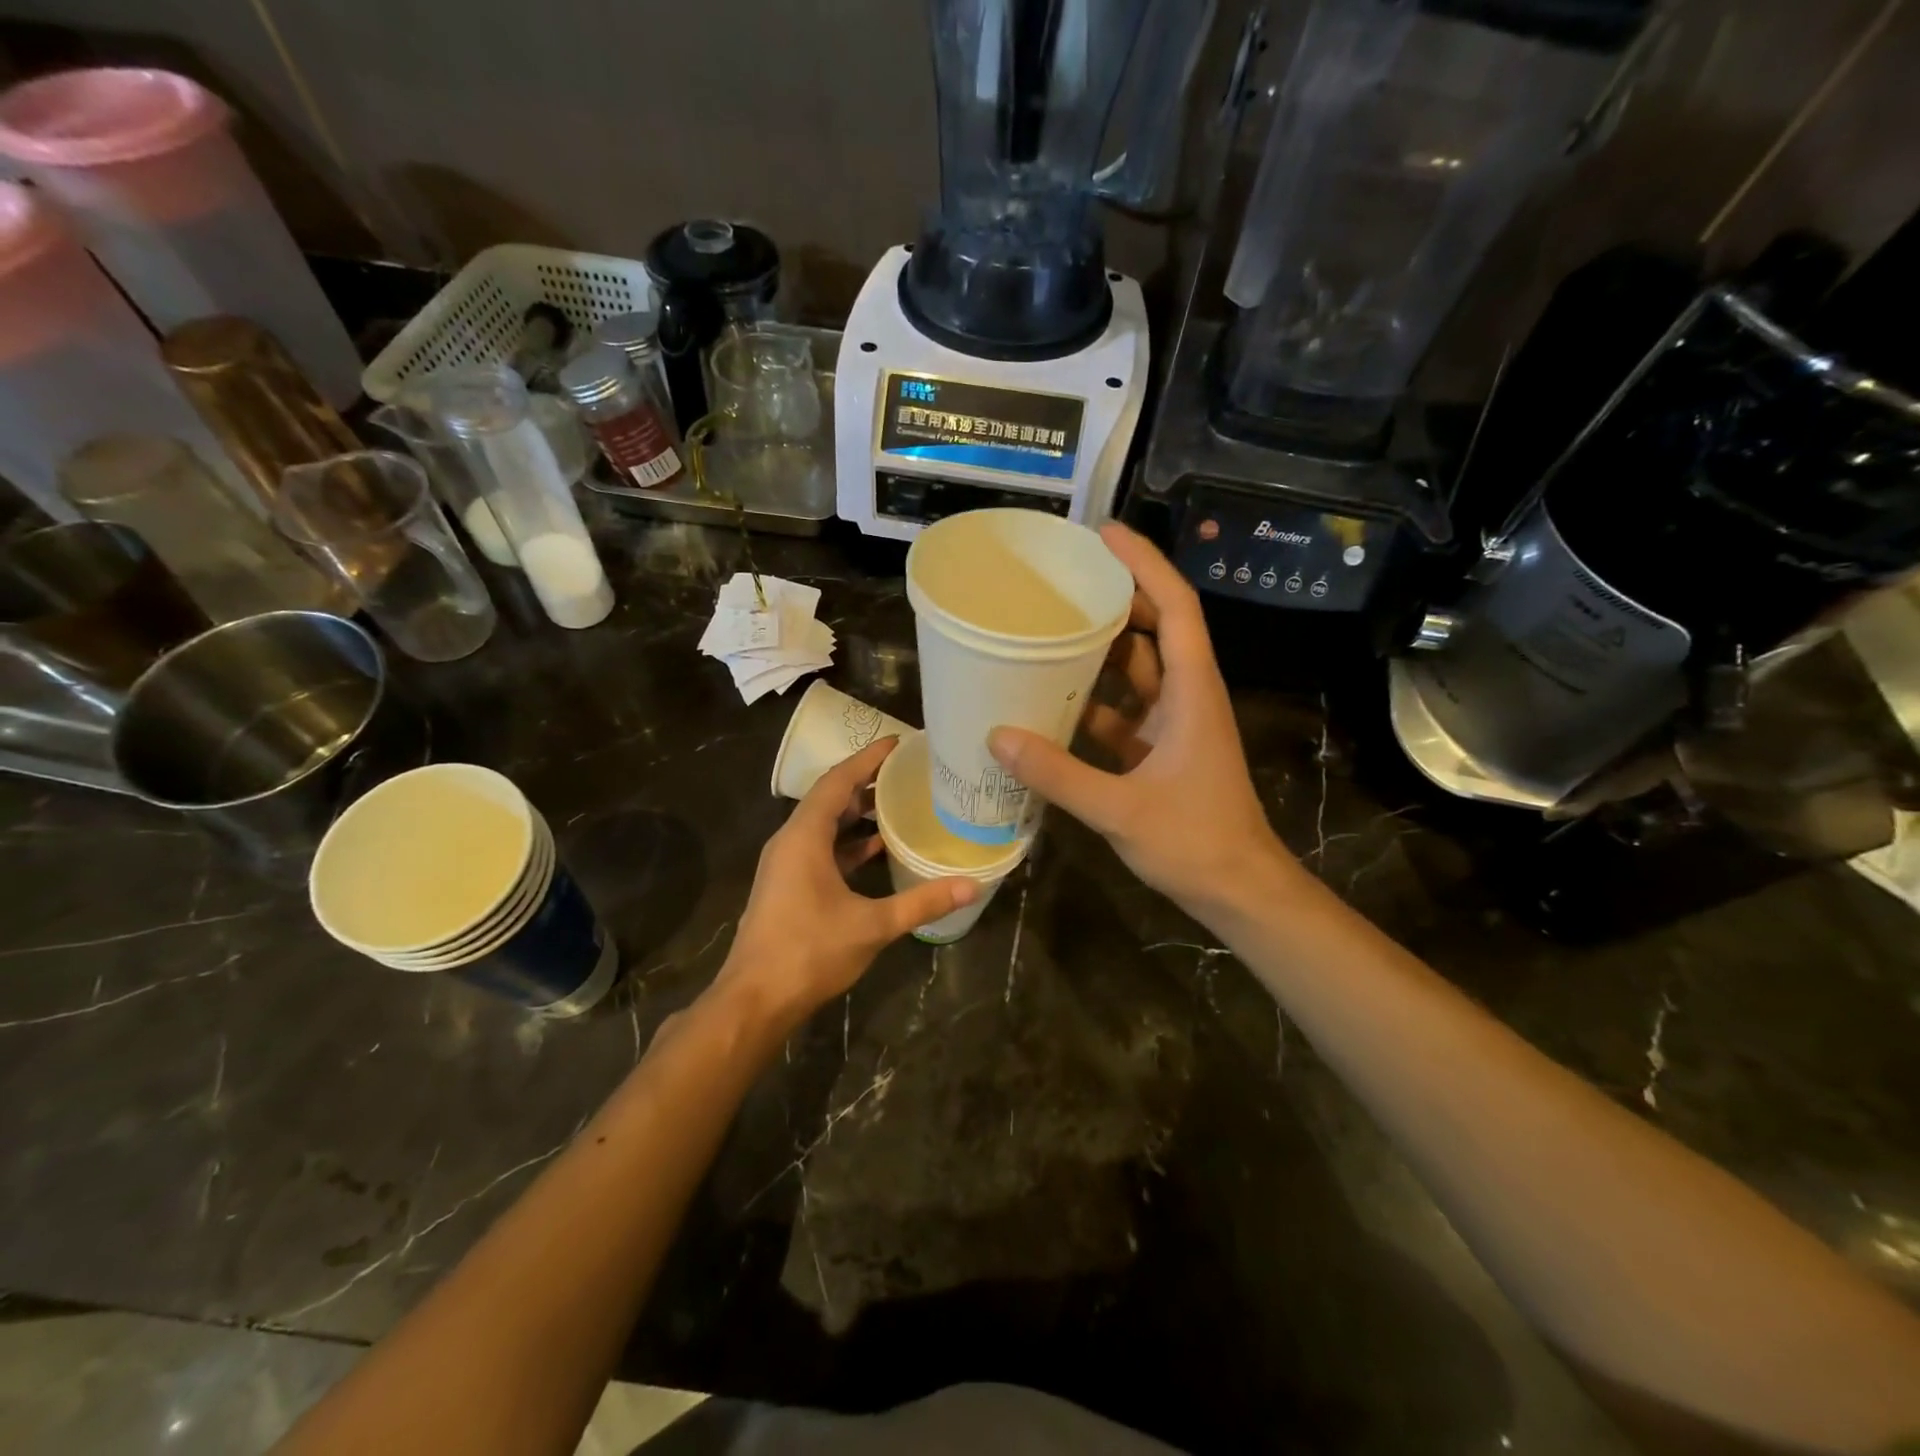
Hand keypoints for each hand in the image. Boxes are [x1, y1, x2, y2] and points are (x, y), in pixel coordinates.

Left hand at [718, 737, 974, 1028]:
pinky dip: (849, 843)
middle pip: (830, 798)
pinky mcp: (789, 885)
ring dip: (858, 813)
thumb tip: (972, 885)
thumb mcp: (872, 925)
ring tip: (900, 801)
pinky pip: (821, 849)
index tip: (898, 742)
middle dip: (866, 781)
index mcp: (804, 837)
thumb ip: (922, 902)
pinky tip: (879, 848)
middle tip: (907, 770)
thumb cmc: (809, 953)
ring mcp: (786, 864)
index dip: (867, 759)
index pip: (837, 781)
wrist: (754, 1000)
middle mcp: (791, 841)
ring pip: (825, 825)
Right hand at [988, 522, 1285, 916]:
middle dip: (1114, 599)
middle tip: (1062, 580)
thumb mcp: (1120, 809)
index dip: (1144, 565)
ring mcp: (1174, 724)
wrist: (1238, 891)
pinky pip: (1124, 710)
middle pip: (1153, 629)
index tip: (1104, 534)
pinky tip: (1053, 701)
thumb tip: (996, 737)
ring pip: (1137, 671)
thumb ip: (1058, 774)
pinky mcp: (1161, 751)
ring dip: (1100, 651)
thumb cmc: (1195, 842)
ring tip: (1049, 629)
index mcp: (1191, 692)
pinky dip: (1093, 701)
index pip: (1174, 608)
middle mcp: (1186, 696)